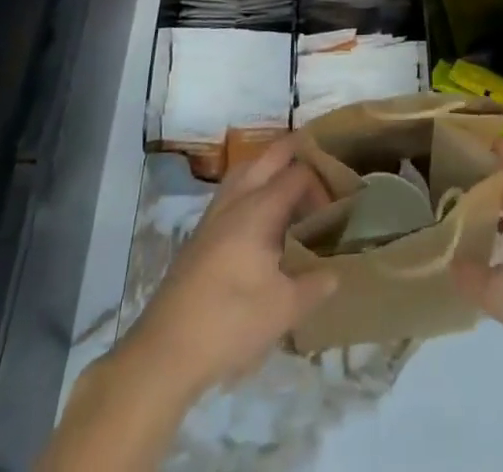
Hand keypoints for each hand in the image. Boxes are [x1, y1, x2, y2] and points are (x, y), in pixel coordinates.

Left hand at [121, 137, 337, 401]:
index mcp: (259, 209)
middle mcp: (236, 200)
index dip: (321, 185)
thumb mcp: (283, 311)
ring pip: (245, 170)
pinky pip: (231, 191)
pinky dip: (251, 188)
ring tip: (289, 189)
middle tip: (319, 165)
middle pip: (268, 156)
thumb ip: (314, 286)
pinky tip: (259, 221)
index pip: (298, 174)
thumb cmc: (230, 322)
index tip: (333, 213)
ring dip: (269, 168)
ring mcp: (214, 214)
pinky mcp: (200, 234)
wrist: (166, 350)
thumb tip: (336, 273)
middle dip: (295, 152)